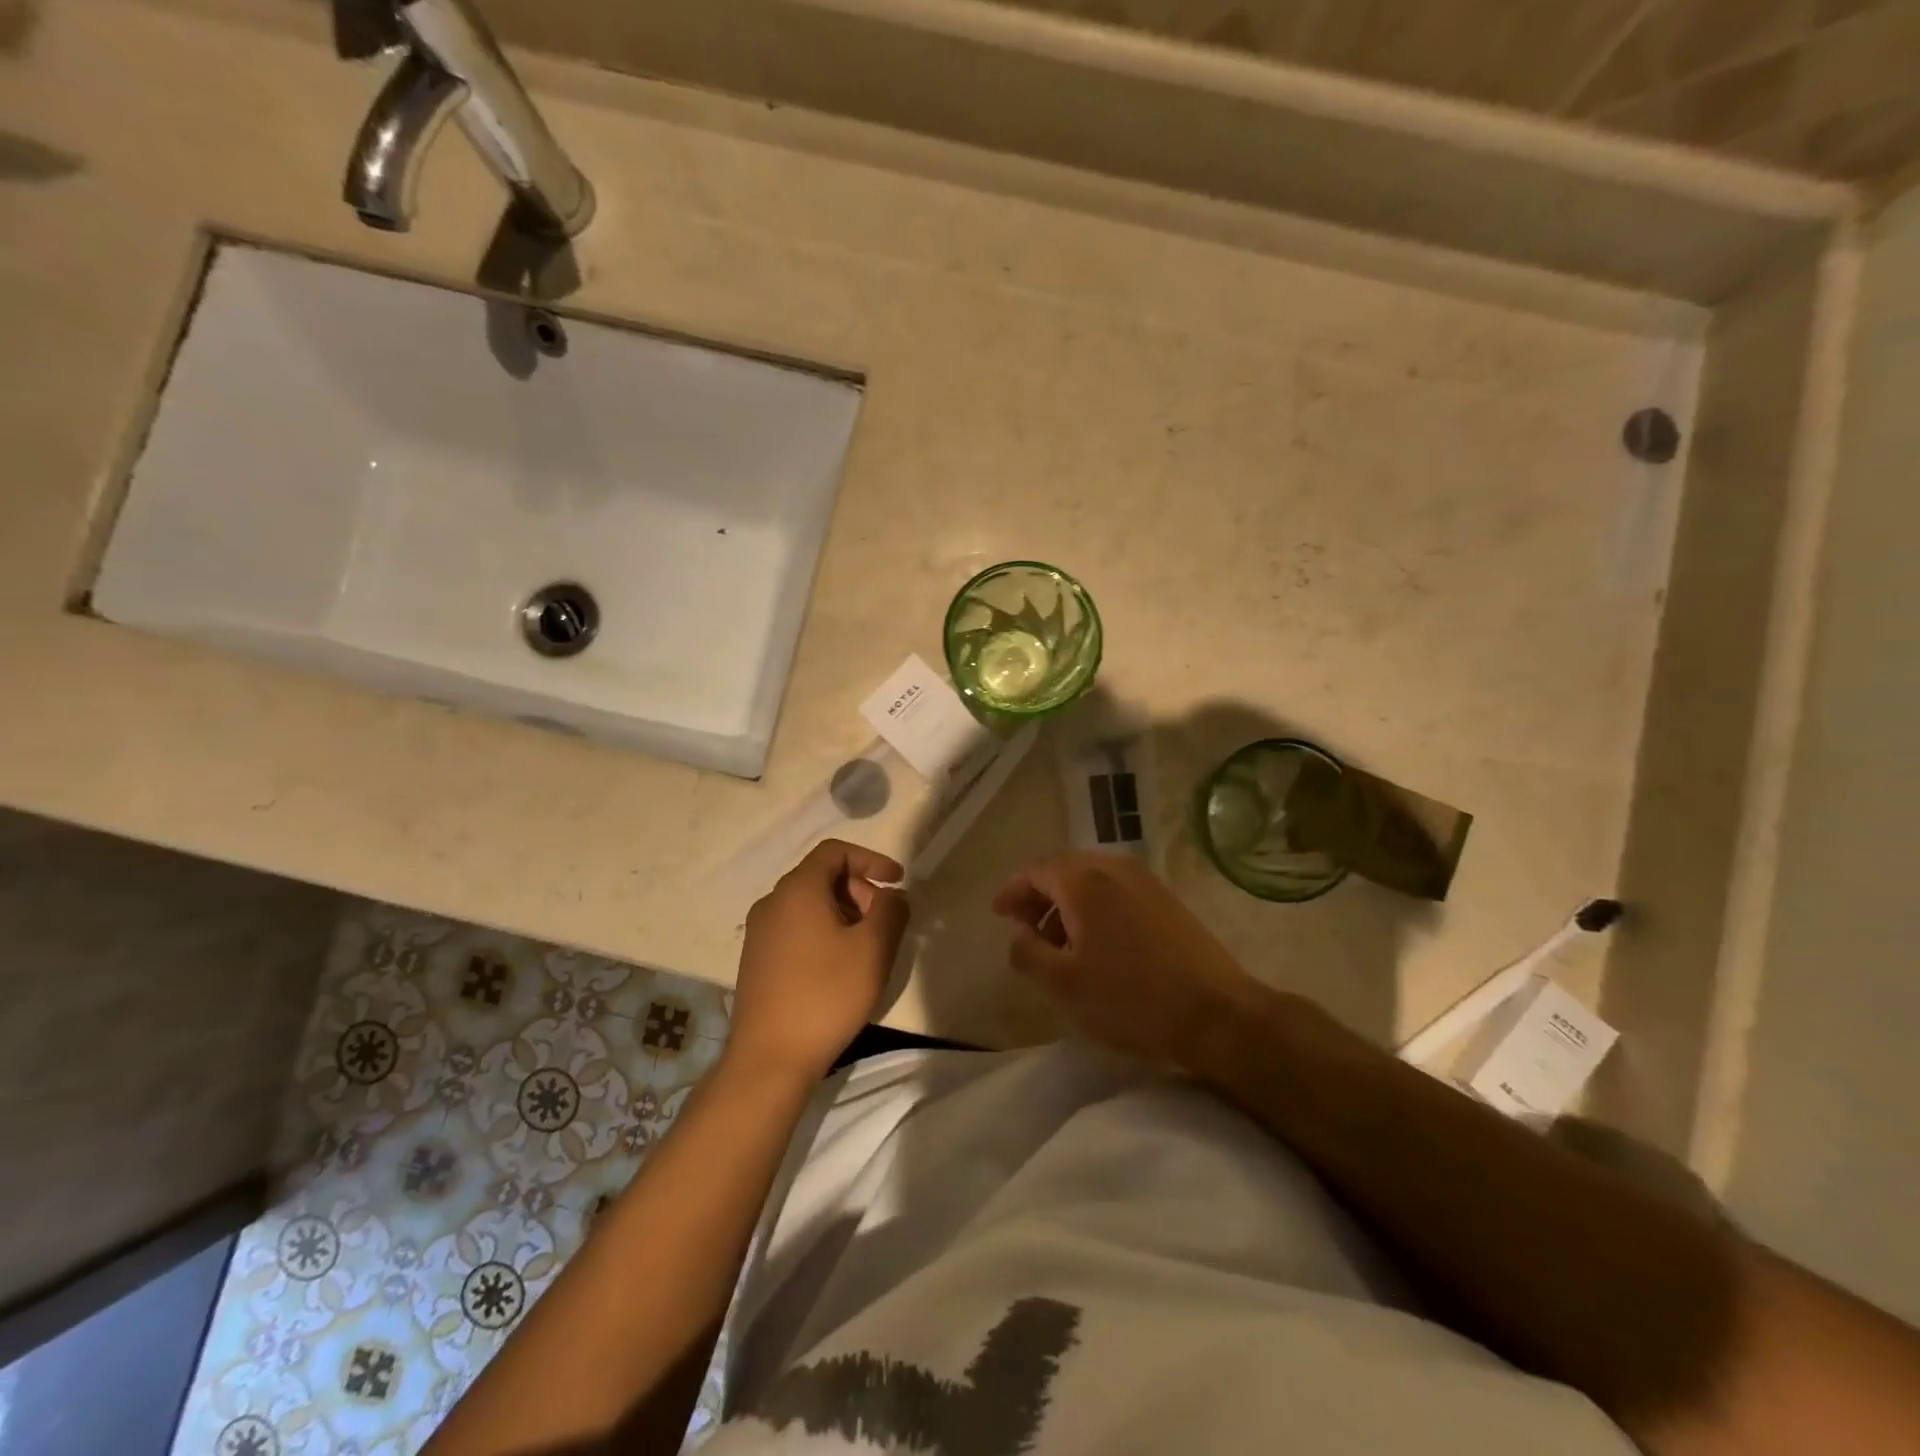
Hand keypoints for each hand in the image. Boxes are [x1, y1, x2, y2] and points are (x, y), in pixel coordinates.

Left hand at [727, 840, 909, 1082]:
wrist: (769, 1059)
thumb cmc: (826, 995)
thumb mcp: (873, 949)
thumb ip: (891, 910)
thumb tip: (891, 895)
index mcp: (798, 889)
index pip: (835, 851)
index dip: (871, 859)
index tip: (898, 881)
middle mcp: (772, 902)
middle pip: (821, 876)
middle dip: (860, 890)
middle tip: (884, 923)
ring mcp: (760, 932)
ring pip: (809, 904)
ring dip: (843, 913)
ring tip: (866, 948)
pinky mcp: (757, 960)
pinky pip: (796, 928)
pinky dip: (823, 932)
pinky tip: (839, 968)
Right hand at [992, 853, 1264, 1067]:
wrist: (1217, 1013)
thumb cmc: (1131, 999)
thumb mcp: (1064, 985)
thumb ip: (1028, 954)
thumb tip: (1018, 936)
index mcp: (1084, 882)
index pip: (1036, 871)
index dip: (1012, 891)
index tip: (998, 915)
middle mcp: (1114, 868)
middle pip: (1064, 869)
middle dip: (1039, 895)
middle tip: (1024, 927)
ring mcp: (1145, 881)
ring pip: (1092, 880)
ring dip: (1067, 902)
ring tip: (1058, 942)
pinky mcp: (1167, 900)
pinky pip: (1117, 890)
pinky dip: (1095, 907)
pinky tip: (1096, 943)